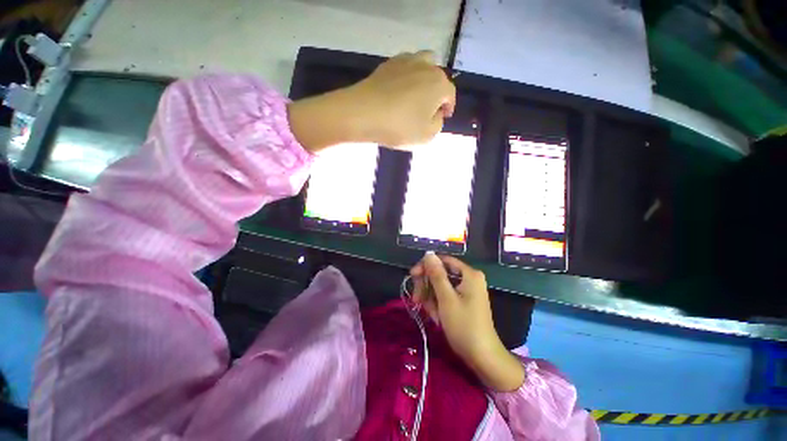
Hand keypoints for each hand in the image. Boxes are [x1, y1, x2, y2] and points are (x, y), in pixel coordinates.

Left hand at [288, 51, 455, 152]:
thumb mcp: (427, 136)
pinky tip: (399, 91)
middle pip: (438, 78)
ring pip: (423, 65)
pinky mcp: (388, 64)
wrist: (363, 113)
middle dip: (437, 93)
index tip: (442, 118)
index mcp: (439, 84)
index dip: (448, 108)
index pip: (450, 95)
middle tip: (428, 109)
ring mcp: (406, 61)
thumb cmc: (399, 127)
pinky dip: (407, 76)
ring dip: (424, 79)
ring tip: (415, 95)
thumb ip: (438, 124)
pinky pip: (405, 67)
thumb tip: (436, 114)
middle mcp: (426, 66)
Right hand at [411, 253, 524, 391]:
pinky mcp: (463, 301)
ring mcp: (467, 291)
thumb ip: (436, 274)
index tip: (412, 275)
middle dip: (427, 286)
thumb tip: (428, 253)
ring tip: (431, 314)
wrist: (482, 357)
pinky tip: (437, 317)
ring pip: (441, 286)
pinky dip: (438, 305)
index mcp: (469, 274)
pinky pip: (446, 296)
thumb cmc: (464, 326)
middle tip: (417, 299)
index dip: (426, 266)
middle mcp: (469, 279)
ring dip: (431, 298)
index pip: (443, 260)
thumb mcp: (446, 298)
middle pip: (441, 273)